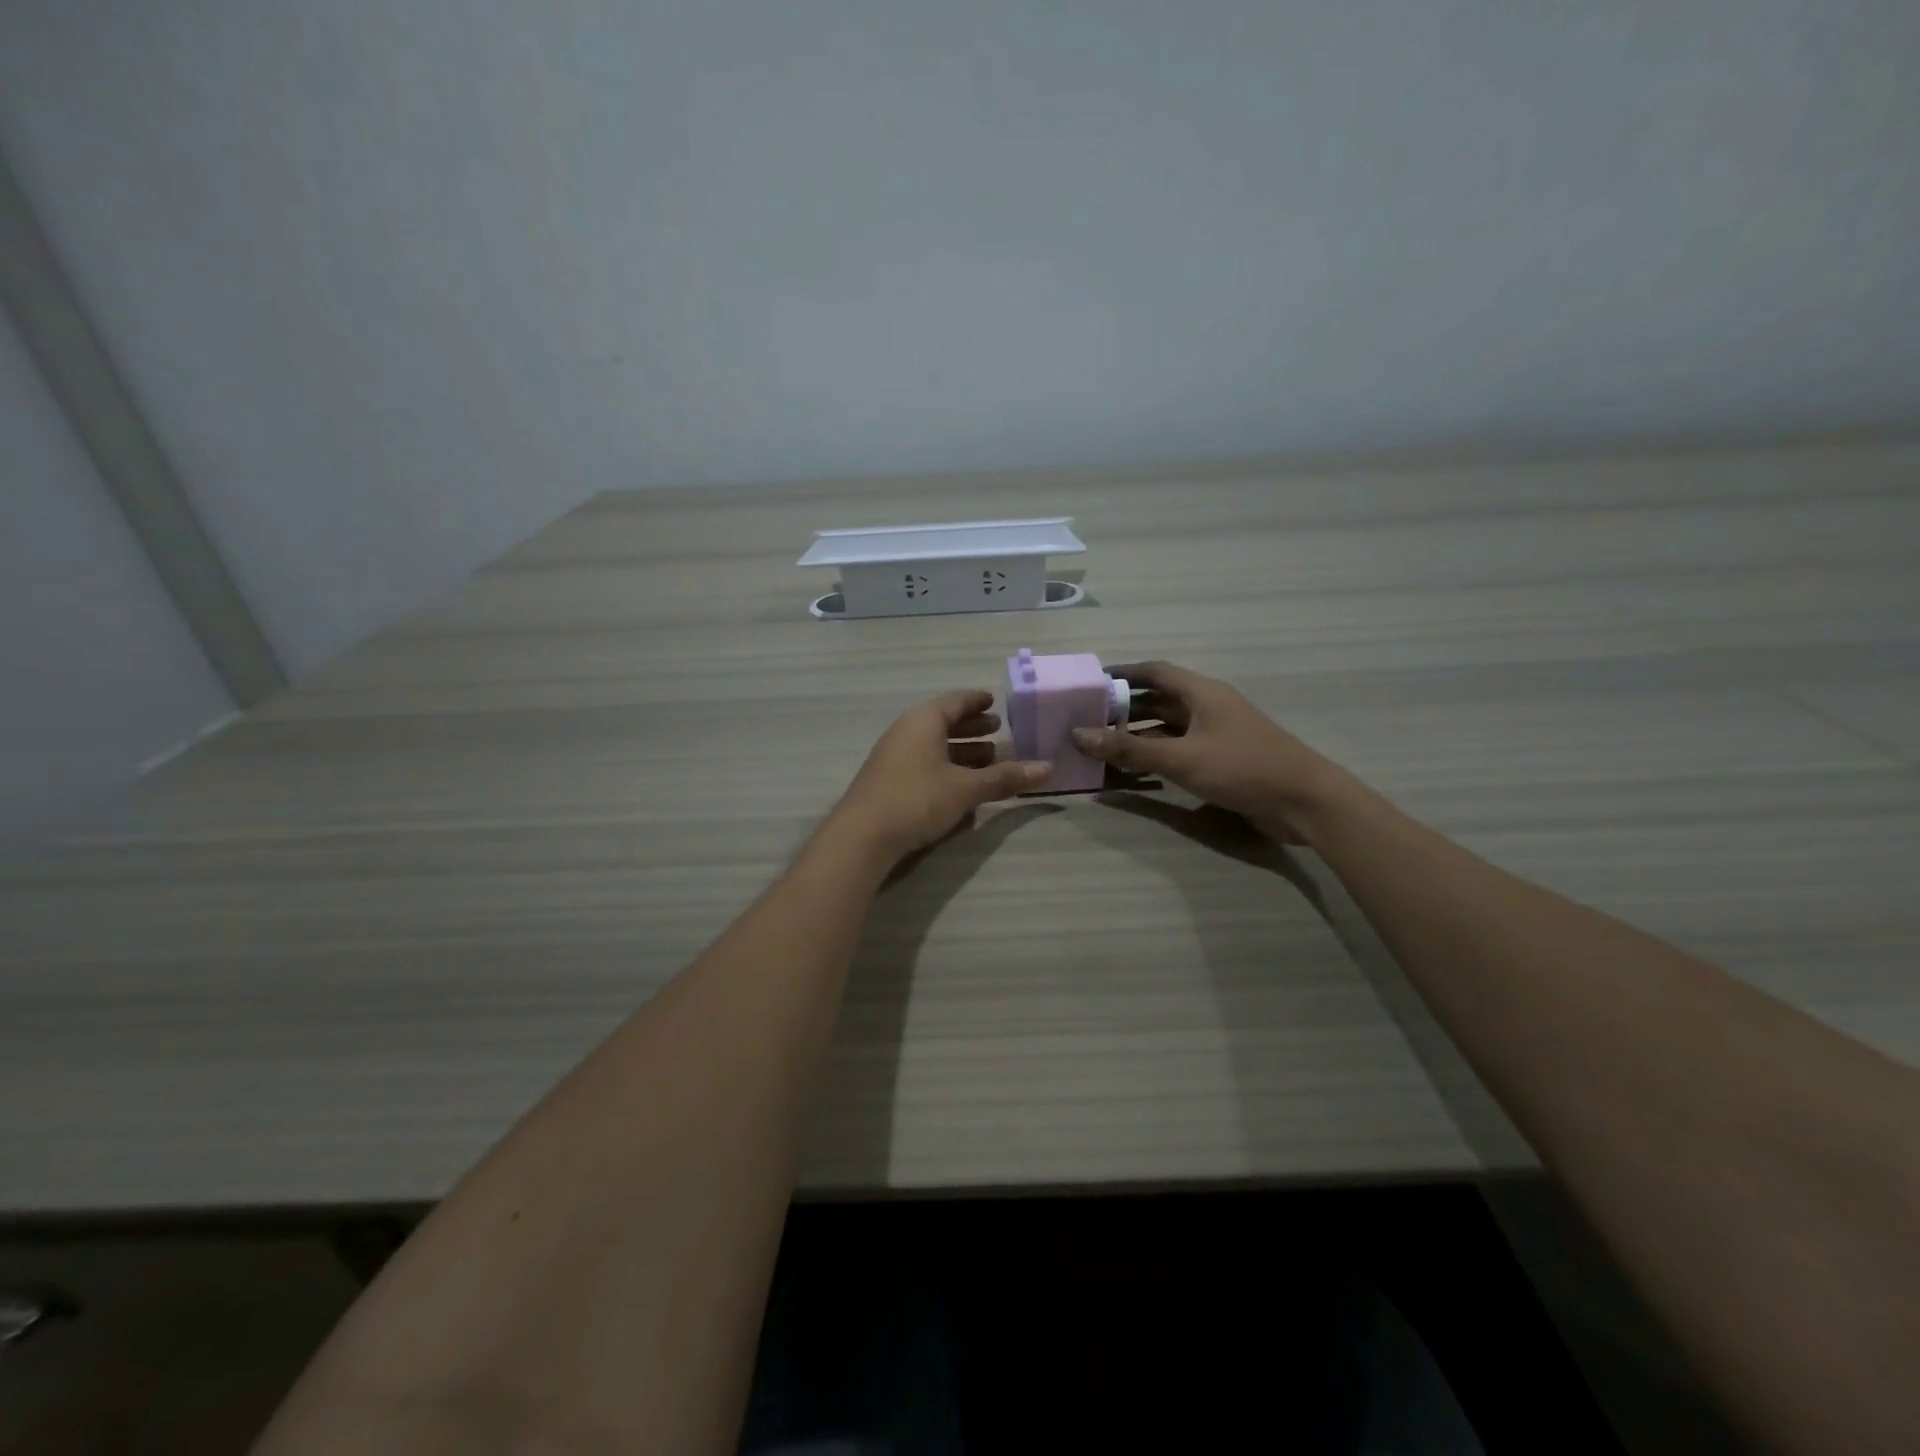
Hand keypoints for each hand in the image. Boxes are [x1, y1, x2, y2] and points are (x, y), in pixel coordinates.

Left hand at [831, 690, 1050, 863]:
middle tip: (997, 731)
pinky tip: (961, 785)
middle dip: (971, 728)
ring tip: (987, 760)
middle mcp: (905, 731)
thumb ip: (1005, 778)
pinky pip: (923, 762)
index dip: (976, 701)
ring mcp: (892, 756)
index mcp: (923, 721)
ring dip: (960, 750)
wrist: (862, 836)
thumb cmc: (917, 799)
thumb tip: (1047, 768)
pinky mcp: (887, 780)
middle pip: (943, 722)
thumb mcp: (966, 788)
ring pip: (933, 745)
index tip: (994, 701)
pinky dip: (945, 766)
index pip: (955, 701)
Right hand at [1070, 661, 1350, 841]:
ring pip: (1168, 727)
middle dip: (1124, 708)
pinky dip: (1155, 755)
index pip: (1155, 672)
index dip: (1123, 673)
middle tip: (1087, 719)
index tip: (1091, 682)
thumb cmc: (1242, 768)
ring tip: (1101, 745)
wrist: (1304, 802)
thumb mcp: (1181, 758)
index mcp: (1202, 693)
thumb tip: (1079, 735)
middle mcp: (1208, 707)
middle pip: (1159, 700)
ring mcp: (1216, 734)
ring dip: (1138, 735)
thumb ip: (1130, 748)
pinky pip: (1179, 750)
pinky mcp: (1222, 760)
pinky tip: (1133, 770)